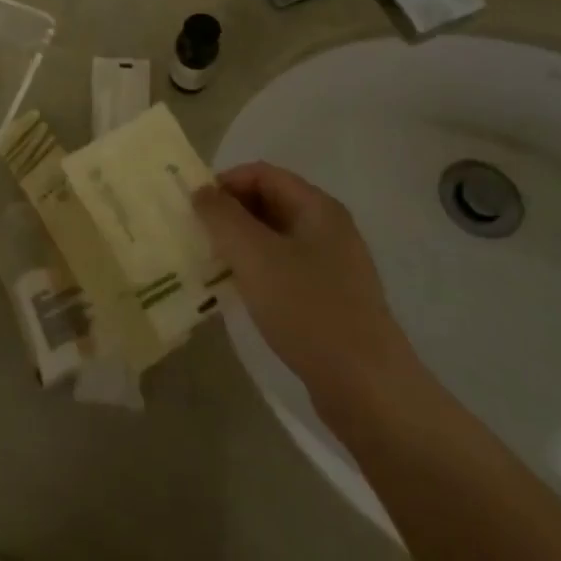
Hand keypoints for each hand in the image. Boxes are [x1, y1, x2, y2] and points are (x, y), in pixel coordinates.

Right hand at [196, 163, 417, 419]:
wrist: (366, 387)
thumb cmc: (307, 309)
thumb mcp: (254, 255)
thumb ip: (222, 216)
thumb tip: (201, 191)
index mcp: (317, 207)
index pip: (262, 173)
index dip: (225, 183)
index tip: (194, 209)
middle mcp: (328, 228)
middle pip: (269, 202)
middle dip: (229, 214)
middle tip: (196, 236)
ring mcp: (332, 265)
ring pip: (274, 238)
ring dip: (239, 244)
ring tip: (210, 264)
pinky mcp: (329, 298)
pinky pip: (283, 268)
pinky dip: (256, 270)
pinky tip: (238, 292)